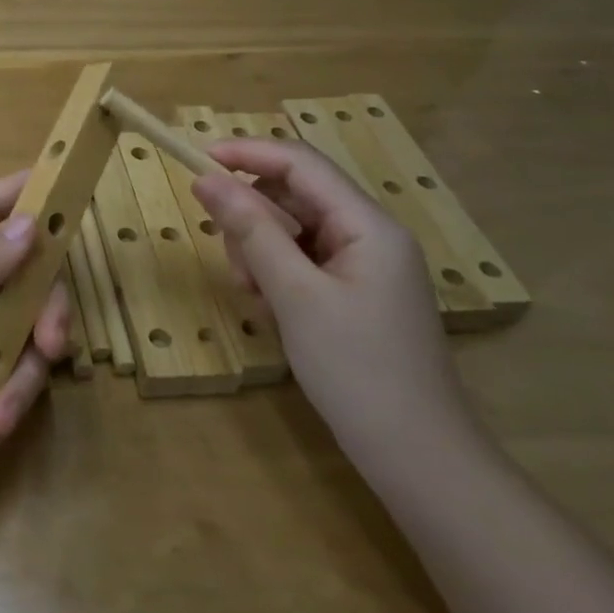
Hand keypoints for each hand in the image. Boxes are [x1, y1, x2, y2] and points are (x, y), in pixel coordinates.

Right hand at [192, 139, 472, 463]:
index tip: (196, 161)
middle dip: (254, 219)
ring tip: (257, 297)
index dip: (247, 154)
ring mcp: (364, 265)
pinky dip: (277, 275)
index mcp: (368, 224)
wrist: (417, 458)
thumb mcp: (294, 295)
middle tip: (235, 265)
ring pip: (293, 230)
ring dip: (261, 251)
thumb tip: (205, 179)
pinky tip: (273, 310)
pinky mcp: (354, 292)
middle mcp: (369, 234)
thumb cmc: (357, 370)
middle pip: (294, 196)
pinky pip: (302, 260)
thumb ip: (251, 230)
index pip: (301, 163)